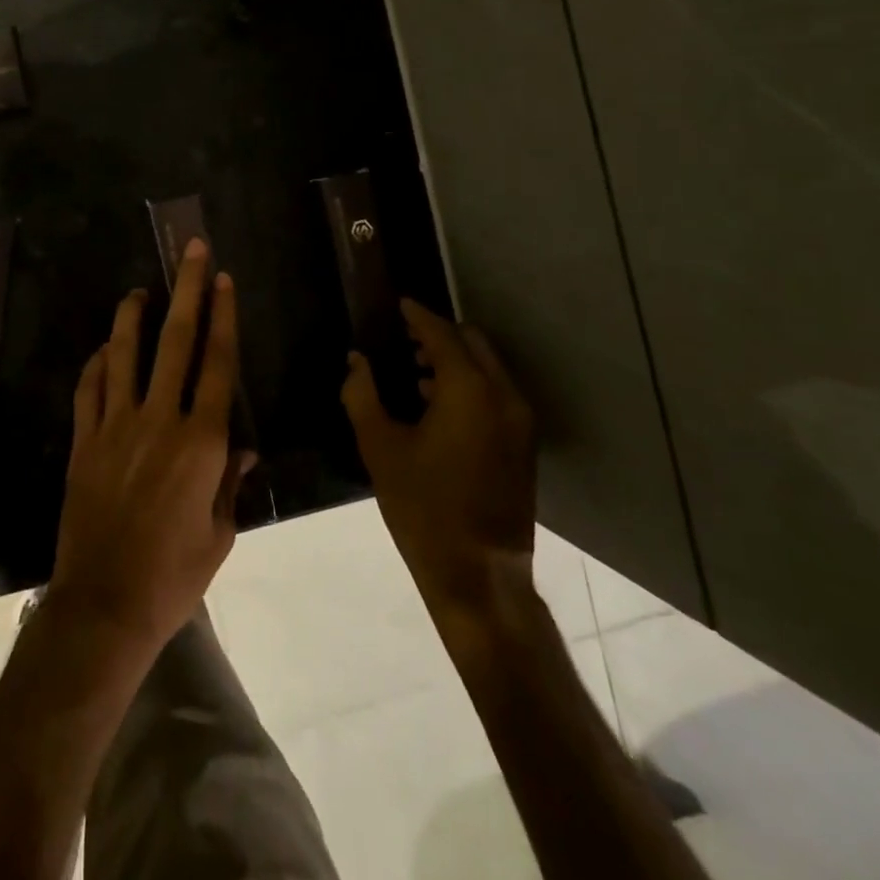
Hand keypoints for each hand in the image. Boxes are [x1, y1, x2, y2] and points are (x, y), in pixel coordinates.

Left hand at [49, 239, 253, 656]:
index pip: (217, 364)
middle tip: (192, 252)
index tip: (225, 281)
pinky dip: (96, 364)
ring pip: (124, 355)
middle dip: (188, 291)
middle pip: (176, 342)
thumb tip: (242, 449)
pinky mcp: (84, 441)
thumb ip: (230, 483)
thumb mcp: (219, 534)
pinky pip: (89, 389)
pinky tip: (102, 349)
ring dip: (133, 317)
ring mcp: (116, 426)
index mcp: (201, 442)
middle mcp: (159, 420)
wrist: (105, 604)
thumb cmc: (174, 574)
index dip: (223, 318)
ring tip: (139, 290)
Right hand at [341, 298, 536, 616]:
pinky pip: (496, 393)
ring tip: (413, 371)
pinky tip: (435, 405)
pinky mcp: (523, 445)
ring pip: (488, 368)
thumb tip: (356, 361)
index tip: (398, 304)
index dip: (417, 315)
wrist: (478, 575)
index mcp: (469, 390)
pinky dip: (469, 384)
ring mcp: (520, 422)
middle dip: (439, 334)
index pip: (441, 334)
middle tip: (402, 338)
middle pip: (472, 343)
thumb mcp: (380, 447)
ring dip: (454, 360)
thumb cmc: (423, 507)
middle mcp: (503, 395)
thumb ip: (363, 394)